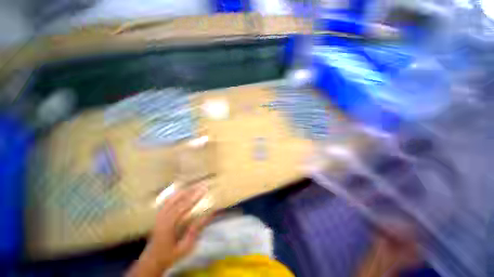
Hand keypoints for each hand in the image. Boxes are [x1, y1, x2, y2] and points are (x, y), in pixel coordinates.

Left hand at [128, 185, 212, 276]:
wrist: (152, 260)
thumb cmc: (170, 254)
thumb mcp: (185, 247)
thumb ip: (195, 231)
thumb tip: (207, 216)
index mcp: (168, 226)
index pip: (182, 207)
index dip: (194, 197)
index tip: (203, 190)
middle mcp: (162, 217)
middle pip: (177, 199)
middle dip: (190, 191)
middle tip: (201, 185)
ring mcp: (159, 215)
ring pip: (171, 198)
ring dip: (183, 191)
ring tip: (194, 186)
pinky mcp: (158, 215)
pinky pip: (167, 200)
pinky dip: (175, 194)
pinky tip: (180, 190)